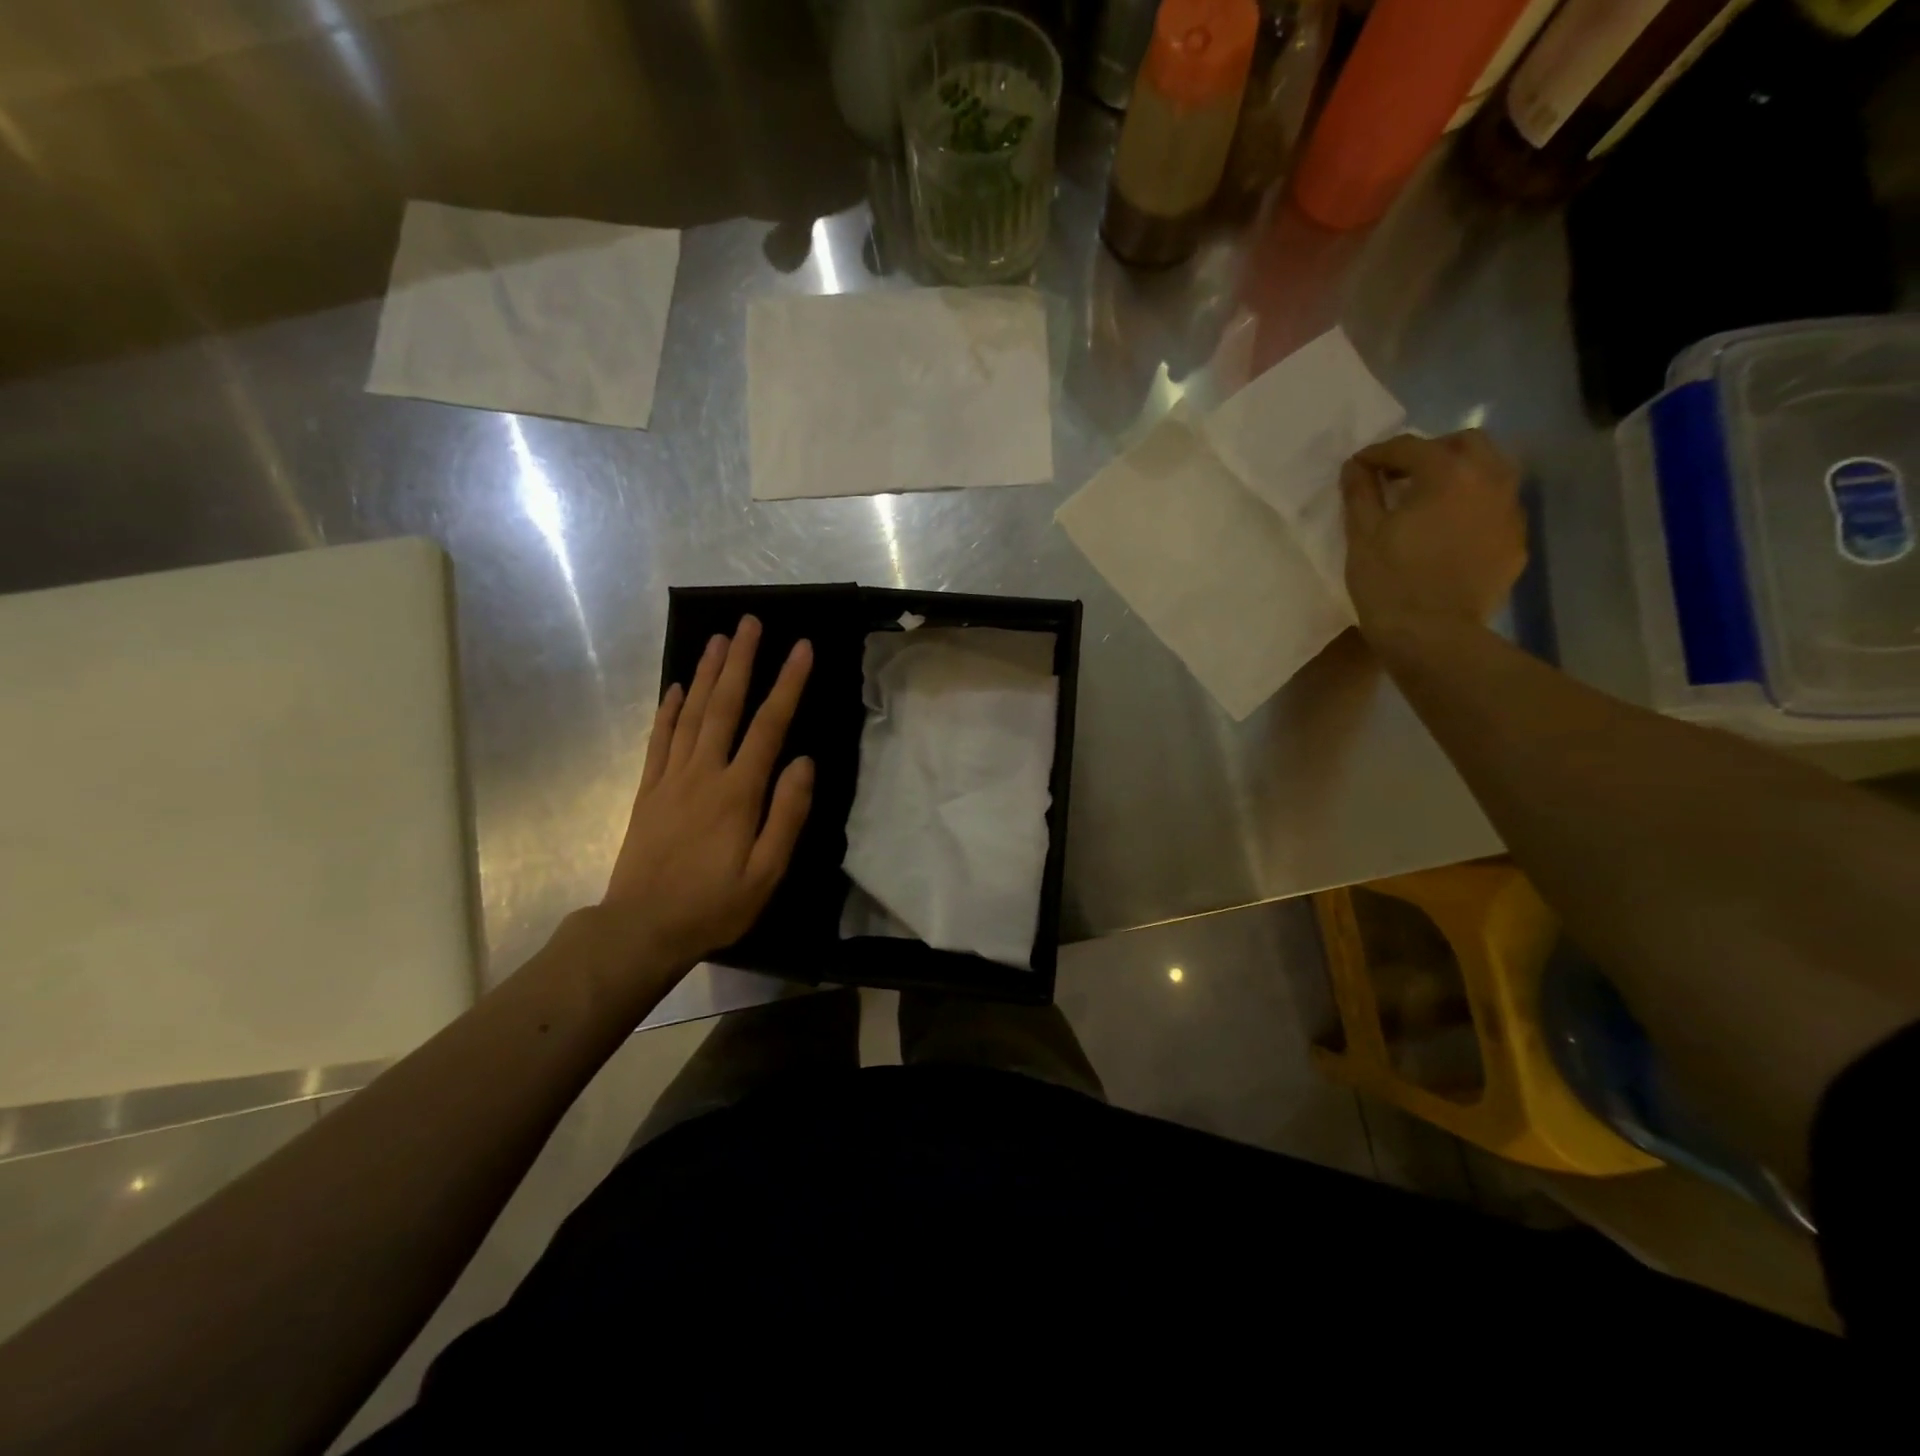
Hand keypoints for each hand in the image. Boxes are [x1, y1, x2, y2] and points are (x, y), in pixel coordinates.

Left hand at [600, 616, 814, 975]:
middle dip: (741, 661)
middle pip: (725, 706)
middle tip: (750, 622)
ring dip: (707, 674)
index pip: (768, 726)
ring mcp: (671, 779)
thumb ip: (787, 814)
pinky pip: (659, 741)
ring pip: (691, 714)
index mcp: (738, 792)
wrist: (642, 929)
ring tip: (719, 639)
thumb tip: (804, 762)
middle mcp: (704, 773)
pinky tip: (676, 688)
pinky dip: (668, 711)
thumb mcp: (767, 872)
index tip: (802, 648)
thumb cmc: (715, 905)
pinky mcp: (649, 792)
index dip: (787, 684)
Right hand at [1340, 430, 1526, 641]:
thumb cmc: (1388, 582)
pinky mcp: (1516, 541)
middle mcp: (1489, 480)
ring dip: (1460, 475)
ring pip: (1492, 471)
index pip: (1411, 447)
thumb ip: (1360, 492)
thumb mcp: (1362, 535)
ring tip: (1431, 500)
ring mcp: (1510, 511)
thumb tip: (1356, 466)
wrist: (1432, 635)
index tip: (1359, 466)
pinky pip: (1497, 508)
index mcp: (1447, 474)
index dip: (1380, 453)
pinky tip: (1450, 531)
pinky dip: (1474, 507)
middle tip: (1402, 476)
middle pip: (1466, 443)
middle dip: (1432, 451)